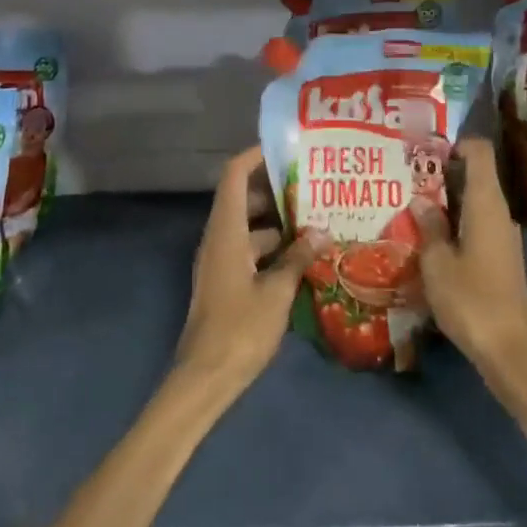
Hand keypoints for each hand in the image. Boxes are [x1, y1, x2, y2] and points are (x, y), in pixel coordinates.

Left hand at [173, 148, 309, 394]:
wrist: (205, 378)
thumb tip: (321, 231)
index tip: (286, 148)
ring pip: (250, 228)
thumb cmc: (240, 329)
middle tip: (313, 185)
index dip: (255, 156)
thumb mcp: (276, 292)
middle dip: (276, 190)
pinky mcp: (226, 282)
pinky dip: (274, 248)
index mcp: (225, 232)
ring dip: (279, 222)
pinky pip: (250, 251)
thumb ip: (298, 258)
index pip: (234, 176)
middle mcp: (218, 239)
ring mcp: (220, 262)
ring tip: (317, 219)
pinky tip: (304, 257)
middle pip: (243, 199)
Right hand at [420, 139, 526, 384]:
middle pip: (475, 176)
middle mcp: (500, 214)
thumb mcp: (437, 263)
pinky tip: (430, 234)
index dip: (456, 142)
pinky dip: (455, 221)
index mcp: (486, 205)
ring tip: (410, 201)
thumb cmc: (471, 300)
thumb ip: (429, 227)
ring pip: (474, 202)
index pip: (479, 153)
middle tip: (406, 173)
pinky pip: (476, 224)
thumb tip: (421, 200)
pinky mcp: (501, 257)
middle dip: (442, 171)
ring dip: (446, 199)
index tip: (425, 146)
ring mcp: (503, 236)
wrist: (511, 351)